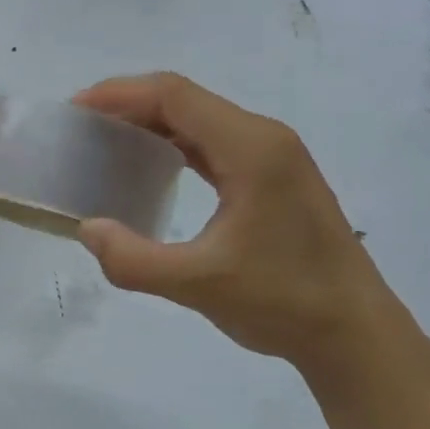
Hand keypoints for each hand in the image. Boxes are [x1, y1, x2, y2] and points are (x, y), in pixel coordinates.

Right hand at [73, 72, 399, 371]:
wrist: (355, 334)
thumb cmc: (283, 302)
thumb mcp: (198, 285)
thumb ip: (133, 259)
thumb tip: (88, 229)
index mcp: (251, 149)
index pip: (174, 96)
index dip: (119, 94)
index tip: (75, 110)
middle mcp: (264, 138)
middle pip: (185, 100)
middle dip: (128, 104)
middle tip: (81, 127)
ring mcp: (273, 156)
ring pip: (200, 119)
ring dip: (151, 122)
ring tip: (105, 141)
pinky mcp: (274, 177)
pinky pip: (214, 142)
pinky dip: (174, 144)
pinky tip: (150, 166)